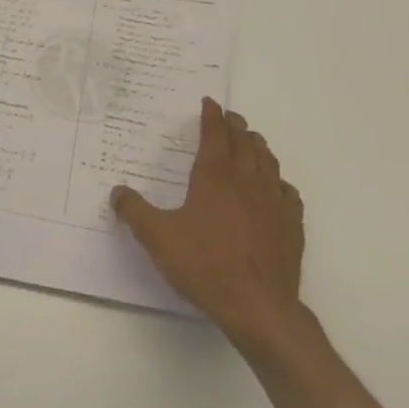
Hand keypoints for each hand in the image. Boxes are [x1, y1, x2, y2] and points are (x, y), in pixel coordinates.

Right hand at [111, 97, 305, 347]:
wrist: (257, 305)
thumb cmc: (204, 265)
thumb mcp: (157, 237)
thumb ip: (134, 211)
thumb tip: (117, 191)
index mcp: (214, 176)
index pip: (214, 135)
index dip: (211, 116)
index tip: (210, 103)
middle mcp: (246, 180)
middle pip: (244, 142)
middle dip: (235, 126)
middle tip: (230, 117)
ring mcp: (273, 202)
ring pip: (268, 162)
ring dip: (258, 146)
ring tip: (252, 141)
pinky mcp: (291, 225)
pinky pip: (287, 192)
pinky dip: (279, 181)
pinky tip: (277, 187)